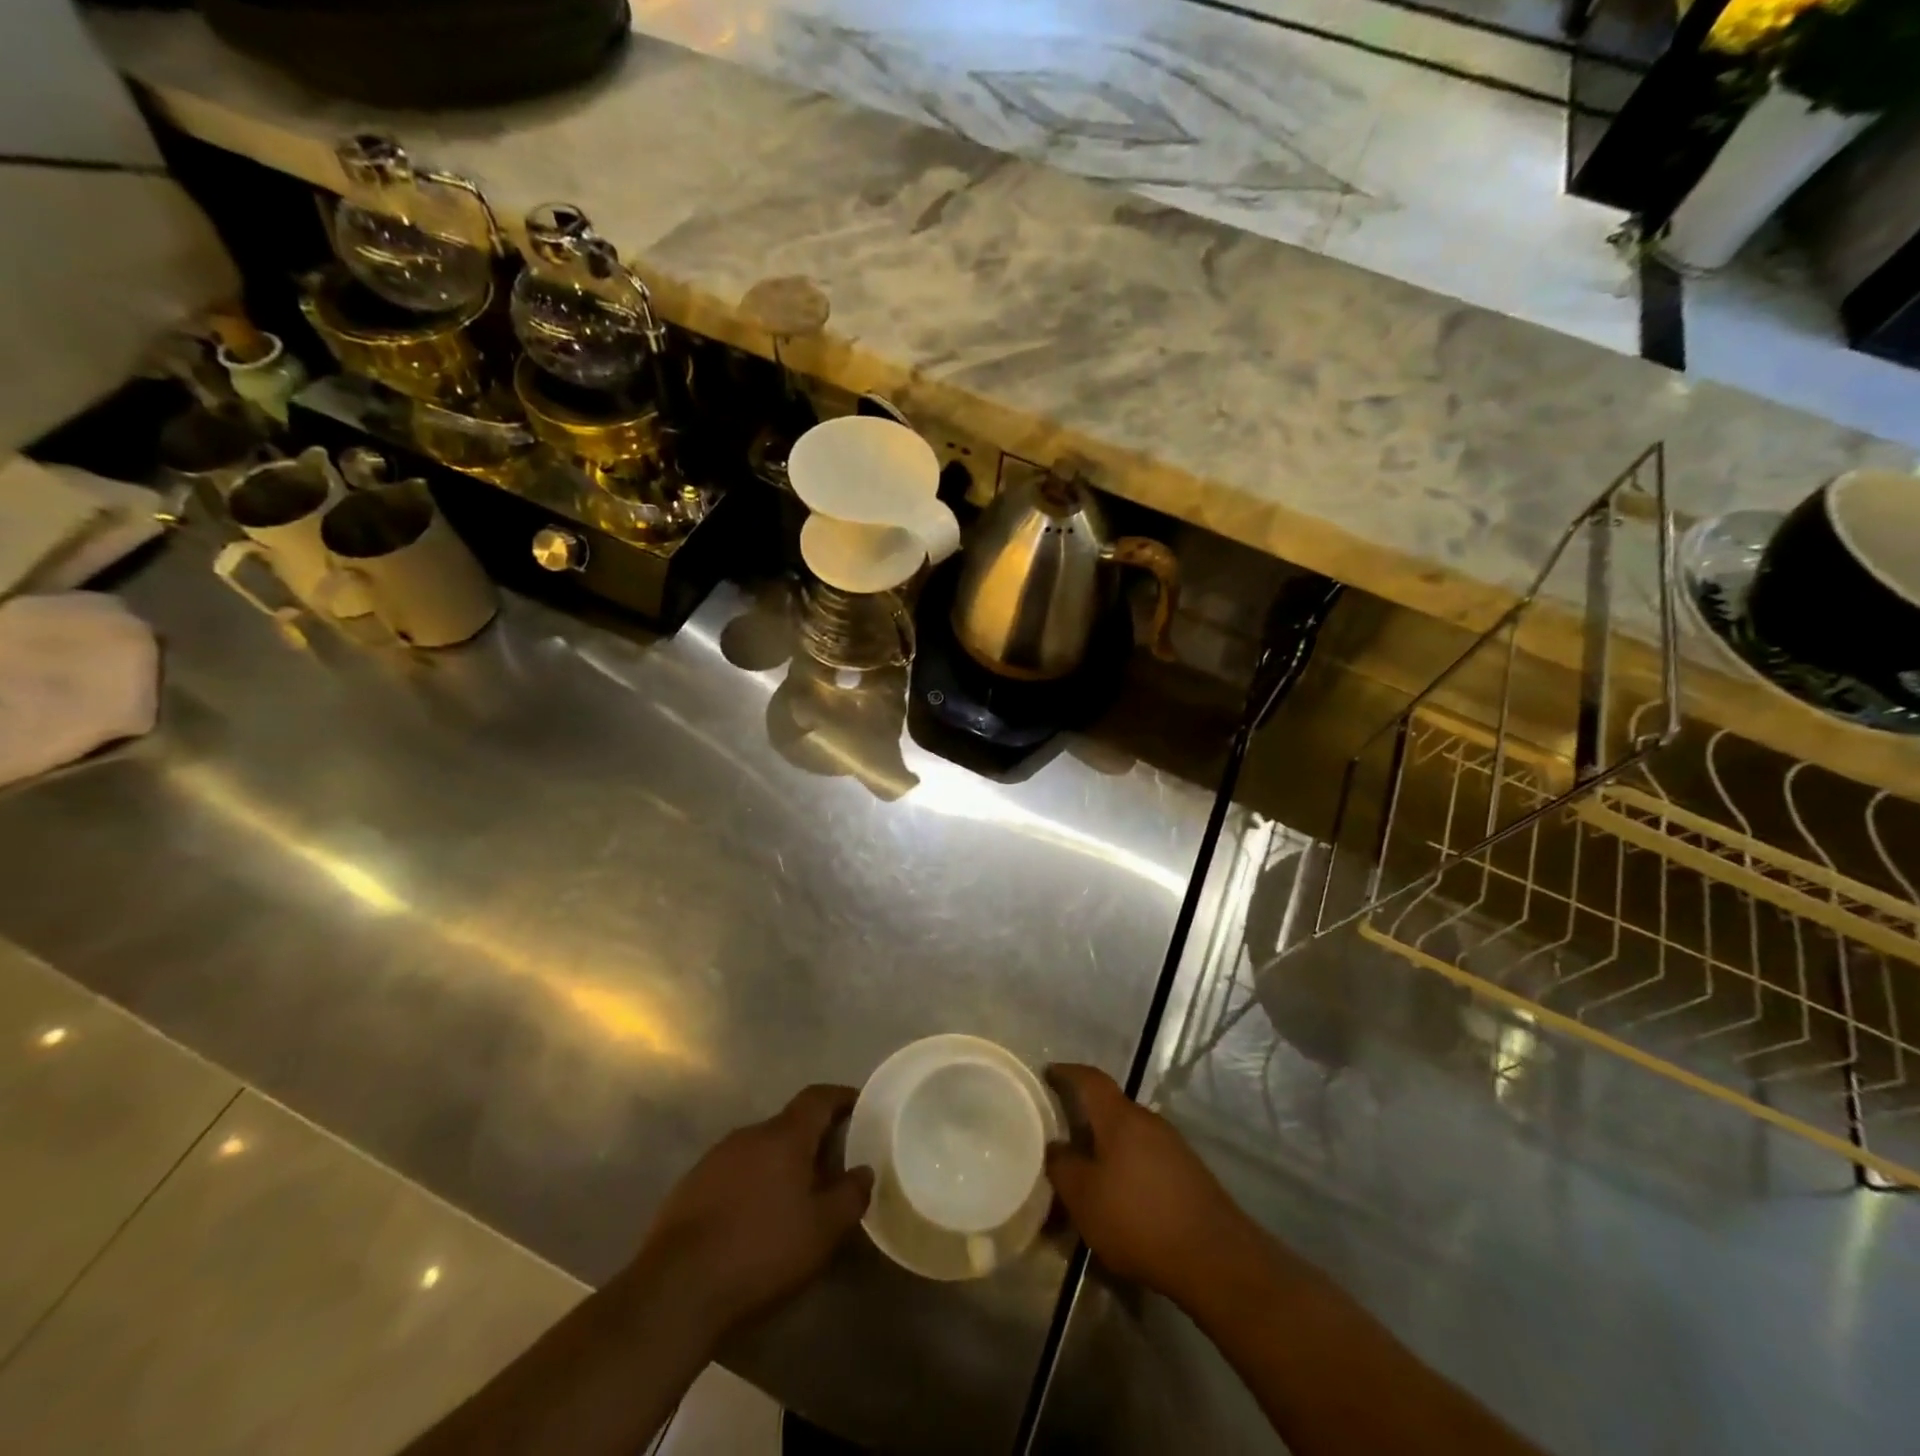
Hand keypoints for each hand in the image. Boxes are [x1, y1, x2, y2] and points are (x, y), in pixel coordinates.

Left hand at [631, 1085, 872, 1335]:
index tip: (859, 1106)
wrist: (675, 1291)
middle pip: (788, 1124)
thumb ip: (850, 1196)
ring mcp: (714, 1159)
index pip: (818, 1097)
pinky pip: (732, 1173)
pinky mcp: (689, 1187)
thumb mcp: (822, 1232)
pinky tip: (752, 1219)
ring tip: (793, 1196)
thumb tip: (864, 1171)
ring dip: (778, 1164)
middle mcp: (748, 1134)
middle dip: (811, 1139)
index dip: (841, 1097)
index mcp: (784, 1136)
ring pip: (758, 1150)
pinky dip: (750, 1185)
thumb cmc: (760, 1252)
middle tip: (831, 1164)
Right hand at [1044, 1064, 1256, 1307]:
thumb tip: (1056, 1147)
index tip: (1049, 1072)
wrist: (1215, 1258)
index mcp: (1120, 1117)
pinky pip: (1147, 1160)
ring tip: (1089, 1177)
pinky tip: (1121, 1200)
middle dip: (1086, 1119)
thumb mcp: (1084, 1197)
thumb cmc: (1138, 1219)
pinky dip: (1128, 1170)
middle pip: (1111, 1110)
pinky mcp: (1189, 1175)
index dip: (1068, 1073)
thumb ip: (1063, 1167)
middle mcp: (1148, 1122)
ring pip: (1130, 1138)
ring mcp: (1173, 1147)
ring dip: (1107, 1150)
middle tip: (1062, 1138)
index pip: (1091, 1079)